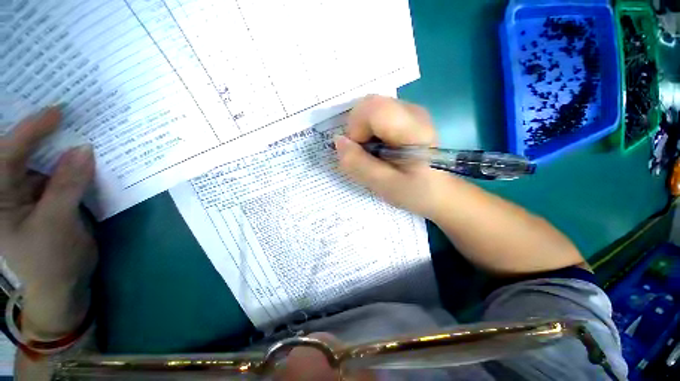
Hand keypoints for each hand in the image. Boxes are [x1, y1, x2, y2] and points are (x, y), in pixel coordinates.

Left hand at [0, 107, 96, 338]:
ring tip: (75, 128)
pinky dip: (72, 162)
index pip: (7, 156)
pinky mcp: (48, 196)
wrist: (65, 282)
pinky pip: (59, 172)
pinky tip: (84, 154)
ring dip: (59, 145)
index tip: (57, 112)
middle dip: (38, 131)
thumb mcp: (57, 224)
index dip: (29, 131)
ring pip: (42, 160)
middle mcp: (9, 189)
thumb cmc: (52, 259)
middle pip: (19, 152)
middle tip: (62, 111)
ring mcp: (29, 193)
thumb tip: (85, 150)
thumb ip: (67, 186)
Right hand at [335, 95, 442, 217]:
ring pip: (370, 110)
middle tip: (365, 154)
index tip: (359, 152)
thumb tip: (338, 142)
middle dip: (357, 130)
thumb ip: (359, 164)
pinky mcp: (406, 117)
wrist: (441, 191)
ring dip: (363, 132)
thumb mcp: (385, 185)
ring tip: (373, 153)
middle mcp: (412, 111)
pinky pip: (377, 116)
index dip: (355, 128)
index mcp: (412, 129)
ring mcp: (410, 111)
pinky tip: (380, 149)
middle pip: (369, 105)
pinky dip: (370, 132)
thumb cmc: (417, 192)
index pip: (372, 108)